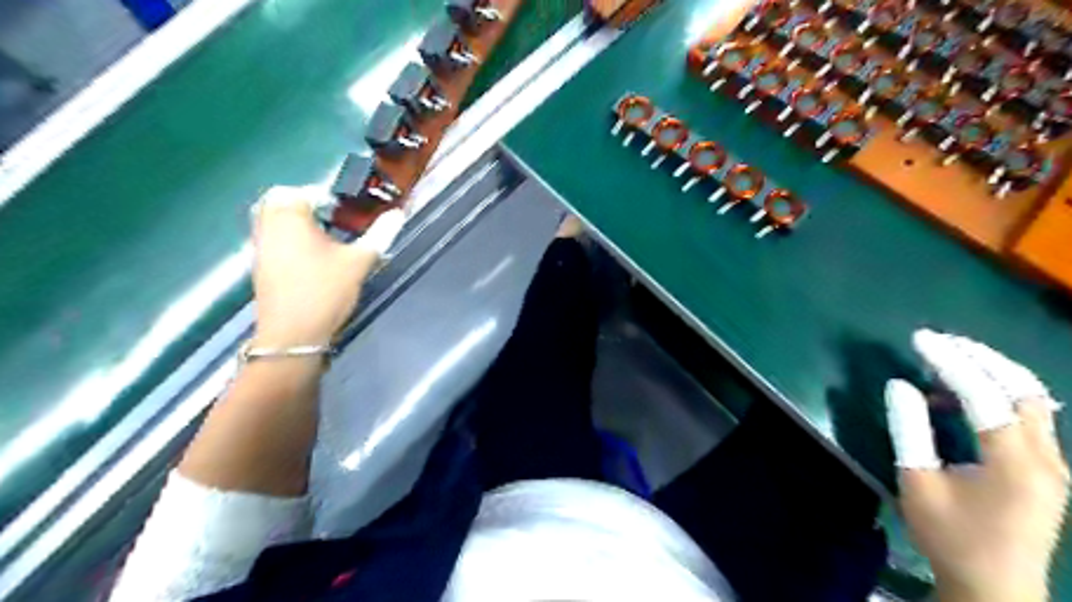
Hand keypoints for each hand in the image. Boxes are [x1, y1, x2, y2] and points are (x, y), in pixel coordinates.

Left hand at [252, 186, 407, 348]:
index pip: (304, 191)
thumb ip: (379, 234)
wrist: (294, 335)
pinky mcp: (260, 266)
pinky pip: (271, 238)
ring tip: (325, 237)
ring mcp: (260, 247)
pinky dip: (288, 238)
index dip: (327, 197)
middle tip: (334, 218)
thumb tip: (398, 214)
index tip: (348, 211)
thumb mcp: (359, 262)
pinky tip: (312, 258)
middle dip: (306, 203)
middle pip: (279, 200)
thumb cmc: (326, 291)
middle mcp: (268, 226)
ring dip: (296, 221)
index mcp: (290, 218)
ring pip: (272, 219)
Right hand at [883, 330, 1066, 600]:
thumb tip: (899, 385)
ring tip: (949, 359)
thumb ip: (910, 429)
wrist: (995, 586)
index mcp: (1014, 462)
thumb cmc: (949, 535)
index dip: (951, 361)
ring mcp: (1054, 463)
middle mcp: (1046, 457)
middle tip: (940, 340)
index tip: (920, 339)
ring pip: (1033, 399)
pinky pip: (1029, 416)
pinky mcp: (1048, 469)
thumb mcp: (917, 481)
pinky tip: (962, 396)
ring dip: (992, 372)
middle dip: (981, 356)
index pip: (984, 394)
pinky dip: (997, 394)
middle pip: (1024, 388)